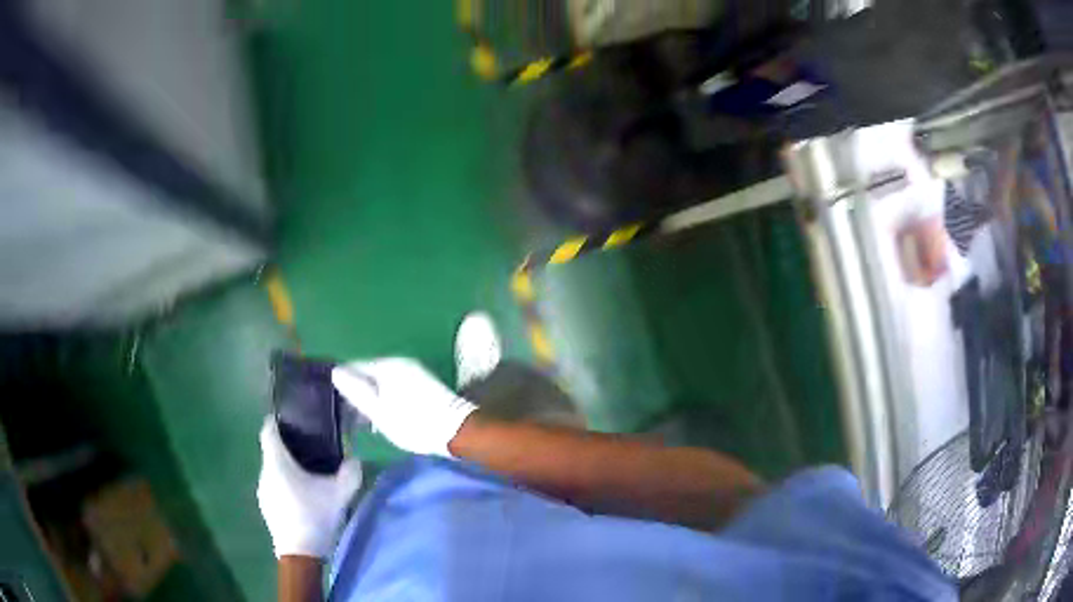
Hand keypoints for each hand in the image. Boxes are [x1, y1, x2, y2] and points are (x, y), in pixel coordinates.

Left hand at [257, 417, 361, 558]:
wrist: (300, 554)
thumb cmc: (315, 516)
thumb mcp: (340, 494)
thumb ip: (350, 472)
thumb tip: (355, 459)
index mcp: (277, 462)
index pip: (268, 430)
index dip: (276, 421)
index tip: (291, 419)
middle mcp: (264, 472)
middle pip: (271, 451)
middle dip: (288, 447)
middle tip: (310, 449)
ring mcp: (263, 491)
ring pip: (273, 470)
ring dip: (286, 469)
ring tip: (308, 474)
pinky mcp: (266, 506)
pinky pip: (274, 486)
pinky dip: (285, 485)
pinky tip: (302, 497)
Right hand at [331, 358, 476, 457]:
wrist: (456, 431)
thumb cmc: (413, 424)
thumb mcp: (379, 412)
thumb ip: (357, 391)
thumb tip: (336, 371)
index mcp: (387, 365)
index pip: (355, 367)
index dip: (346, 384)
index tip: (341, 404)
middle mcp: (401, 362)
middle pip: (370, 372)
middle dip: (361, 391)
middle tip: (357, 416)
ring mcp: (415, 370)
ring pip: (384, 380)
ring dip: (376, 396)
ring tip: (372, 420)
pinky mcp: (424, 382)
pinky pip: (396, 385)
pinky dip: (389, 397)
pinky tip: (390, 415)